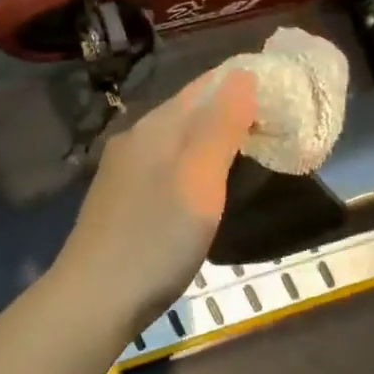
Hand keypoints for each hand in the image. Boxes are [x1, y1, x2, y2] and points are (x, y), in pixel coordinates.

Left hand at [56, 69, 258, 329]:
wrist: (94, 299)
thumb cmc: (156, 238)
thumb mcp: (199, 179)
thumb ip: (221, 126)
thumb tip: (243, 75)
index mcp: (156, 127)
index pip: (204, 86)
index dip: (240, 81)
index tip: (280, 87)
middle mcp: (135, 139)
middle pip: (188, 110)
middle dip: (229, 107)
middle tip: (273, 118)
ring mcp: (124, 171)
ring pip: (176, 138)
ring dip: (211, 135)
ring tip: (247, 145)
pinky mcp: (121, 200)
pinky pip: (166, 164)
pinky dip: (194, 161)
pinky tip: (204, 182)